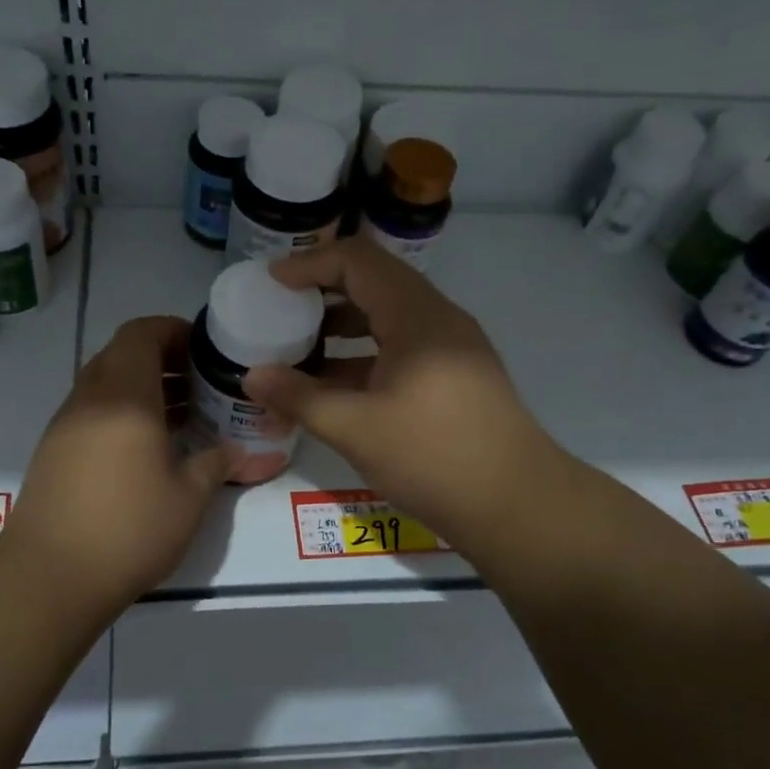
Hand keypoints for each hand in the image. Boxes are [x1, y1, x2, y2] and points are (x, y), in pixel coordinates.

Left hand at [5, 316, 229, 611]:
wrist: (49, 576)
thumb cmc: (128, 529)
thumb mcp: (188, 498)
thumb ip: (216, 464)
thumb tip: (240, 451)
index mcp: (124, 396)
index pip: (141, 333)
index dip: (173, 330)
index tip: (204, 348)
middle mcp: (90, 399)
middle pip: (122, 354)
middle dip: (162, 359)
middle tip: (199, 382)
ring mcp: (65, 424)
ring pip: (104, 383)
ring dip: (141, 387)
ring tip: (181, 415)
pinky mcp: (53, 450)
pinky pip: (91, 411)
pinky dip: (121, 412)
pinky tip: (146, 448)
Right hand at [243, 238, 560, 547]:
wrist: (518, 507)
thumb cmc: (435, 457)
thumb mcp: (357, 428)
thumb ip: (300, 397)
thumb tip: (251, 376)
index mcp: (417, 317)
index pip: (358, 261)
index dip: (310, 264)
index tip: (271, 283)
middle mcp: (438, 320)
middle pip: (373, 284)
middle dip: (322, 293)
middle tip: (280, 312)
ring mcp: (452, 348)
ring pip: (387, 319)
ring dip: (342, 328)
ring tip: (298, 351)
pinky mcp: (456, 377)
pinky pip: (401, 349)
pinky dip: (364, 356)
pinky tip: (334, 388)